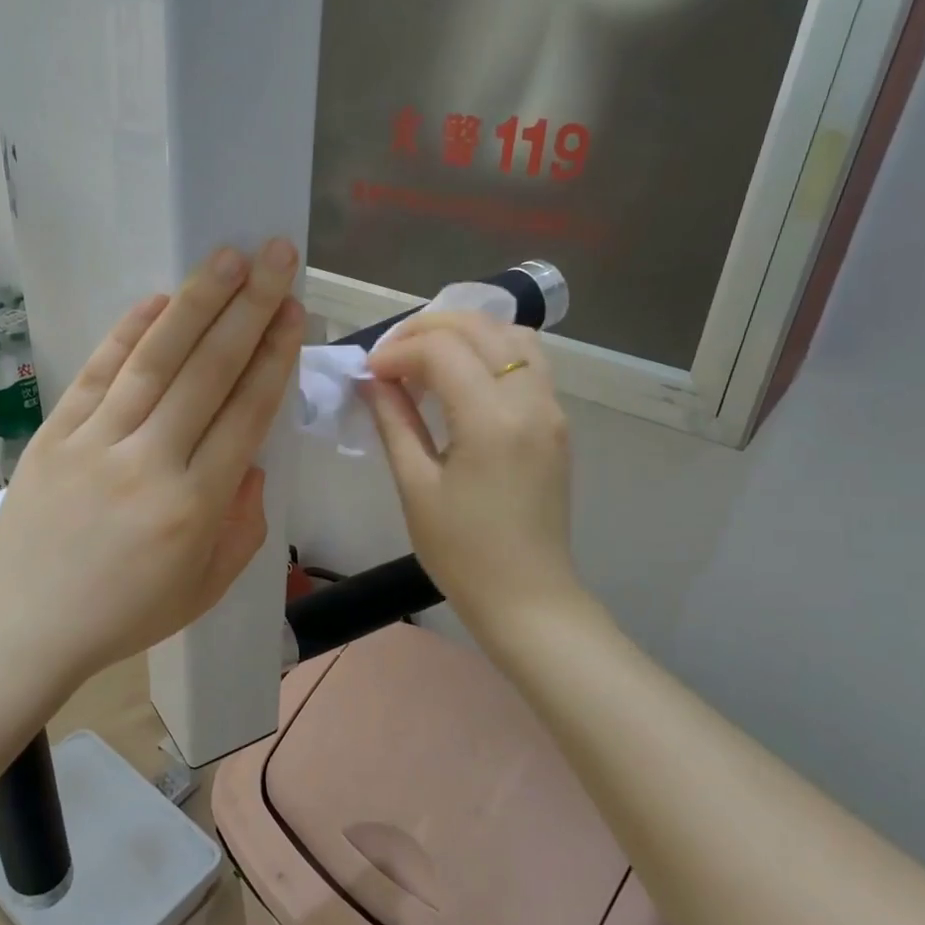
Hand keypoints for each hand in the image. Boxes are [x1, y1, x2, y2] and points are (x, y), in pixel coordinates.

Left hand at [0, 240, 304, 688]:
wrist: (23, 625)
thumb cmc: (122, 615)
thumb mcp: (204, 588)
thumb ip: (242, 525)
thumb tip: (250, 464)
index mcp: (194, 506)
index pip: (245, 414)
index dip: (273, 358)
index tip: (293, 312)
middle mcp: (150, 462)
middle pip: (208, 372)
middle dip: (249, 309)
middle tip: (276, 257)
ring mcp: (97, 442)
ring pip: (155, 360)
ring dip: (195, 304)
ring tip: (228, 258)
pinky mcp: (56, 433)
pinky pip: (98, 373)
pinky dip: (127, 332)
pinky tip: (157, 300)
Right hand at [362, 311, 580, 647]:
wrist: (526, 596)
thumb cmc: (462, 552)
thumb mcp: (416, 486)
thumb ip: (394, 422)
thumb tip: (372, 380)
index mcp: (491, 420)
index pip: (441, 350)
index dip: (397, 352)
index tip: (368, 373)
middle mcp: (529, 400)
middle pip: (480, 328)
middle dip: (427, 329)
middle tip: (389, 356)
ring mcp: (550, 409)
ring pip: (511, 335)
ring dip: (464, 333)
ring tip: (425, 358)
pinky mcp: (556, 422)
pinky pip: (527, 362)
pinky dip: (491, 351)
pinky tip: (461, 376)